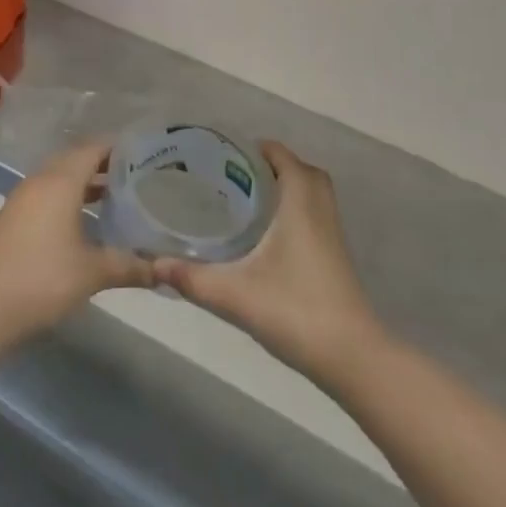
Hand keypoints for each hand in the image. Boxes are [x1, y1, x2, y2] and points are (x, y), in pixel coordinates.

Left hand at [0, 141, 155, 347]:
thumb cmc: (43, 279)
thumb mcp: (92, 272)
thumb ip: (129, 266)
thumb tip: (163, 271)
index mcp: (60, 182)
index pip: (92, 149)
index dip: (117, 148)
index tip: (143, 152)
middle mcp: (39, 182)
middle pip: (74, 160)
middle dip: (102, 164)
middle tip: (134, 174)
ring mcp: (21, 199)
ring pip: (58, 178)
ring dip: (83, 182)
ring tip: (114, 196)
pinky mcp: (12, 218)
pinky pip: (46, 195)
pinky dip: (67, 198)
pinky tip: (83, 221)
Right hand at [154, 141, 383, 386]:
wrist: (352, 358)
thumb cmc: (296, 311)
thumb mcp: (234, 294)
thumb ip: (192, 278)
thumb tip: (152, 264)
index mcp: (300, 204)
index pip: (282, 156)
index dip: (255, 148)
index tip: (223, 154)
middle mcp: (319, 210)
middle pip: (300, 170)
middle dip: (269, 166)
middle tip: (233, 176)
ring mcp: (331, 235)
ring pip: (310, 194)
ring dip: (283, 189)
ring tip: (244, 201)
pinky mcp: (334, 257)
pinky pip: (314, 215)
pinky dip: (292, 212)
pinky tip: (263, 236)